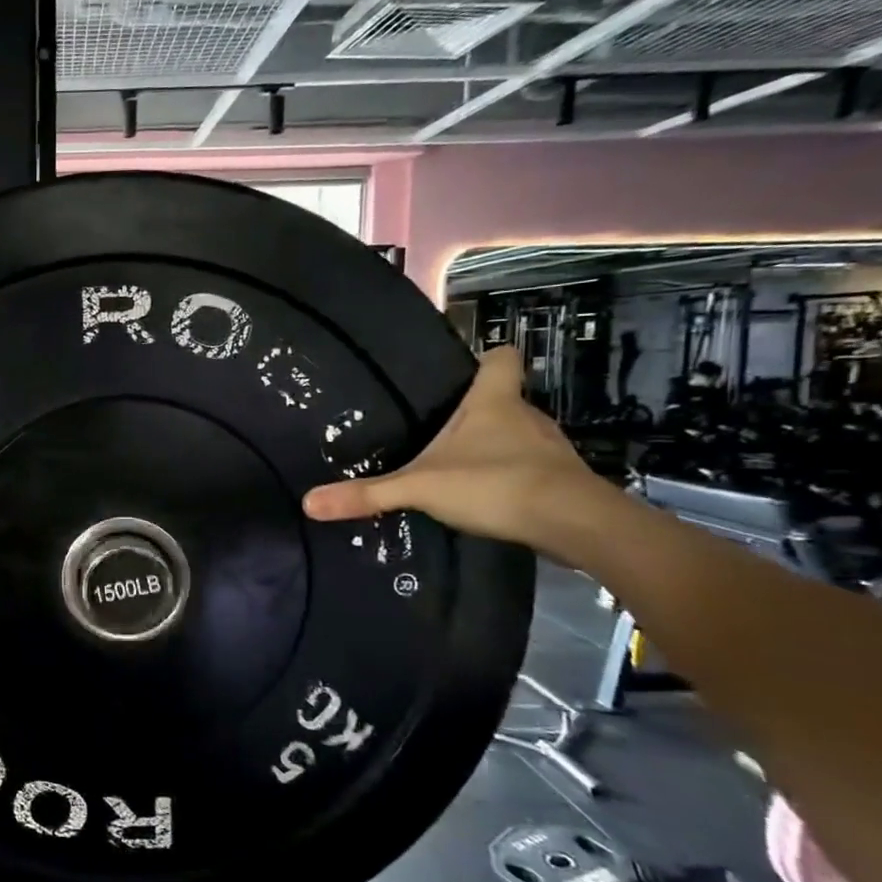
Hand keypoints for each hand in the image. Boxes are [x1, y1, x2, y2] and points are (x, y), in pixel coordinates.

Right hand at [301, 346, 607, 554]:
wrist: (573, 524)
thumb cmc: (496, 484)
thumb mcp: (420, 487)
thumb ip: (367, 494)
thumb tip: (308, 502)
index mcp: (494, 401)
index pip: (501, 358)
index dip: (485, 357)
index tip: (465, 367)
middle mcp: (526, 416)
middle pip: (503, 399)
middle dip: (476, 412)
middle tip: (439, 428)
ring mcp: (548, 449)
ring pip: (516, 435)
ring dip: (493, 447)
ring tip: (457, 466)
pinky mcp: (560, 480)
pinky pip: (529, 468)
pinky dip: (509, 477)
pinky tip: (485, 496)